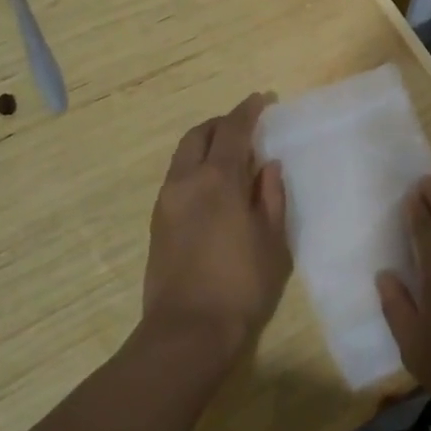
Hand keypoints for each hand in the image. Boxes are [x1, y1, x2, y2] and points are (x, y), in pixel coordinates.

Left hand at [143, 93, 290, 364]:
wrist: (187, 331)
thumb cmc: (242, 285)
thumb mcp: (272, 240)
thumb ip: (271, 196)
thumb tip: (267, 166)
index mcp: (218, 180)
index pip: (233, 130)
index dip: (249, 110)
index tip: (264, 99)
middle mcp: (186, 181)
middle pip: (199, 134)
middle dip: (222, 123)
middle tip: (246, 127)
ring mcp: (166, 201)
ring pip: (184, 155)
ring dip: (206, 144)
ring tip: (232, 157)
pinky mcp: (157, 222)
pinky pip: (177, 177)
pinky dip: (196, 166)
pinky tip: (214, 187)